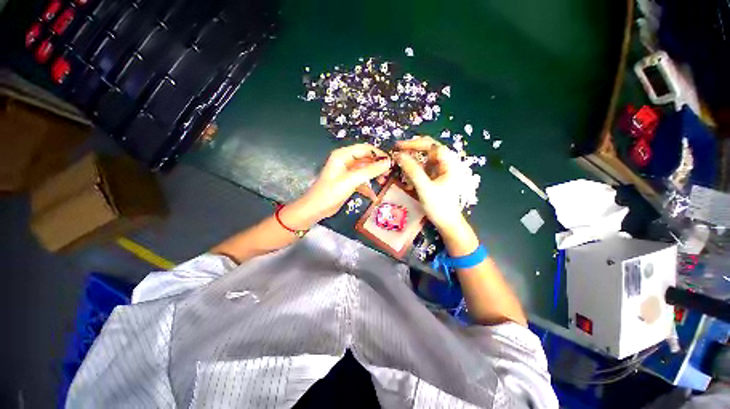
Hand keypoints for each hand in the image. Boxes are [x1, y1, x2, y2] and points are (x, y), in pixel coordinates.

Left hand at [281, 143, 391, 228]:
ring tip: (384, 182)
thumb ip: (370, 171)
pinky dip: (368, 187)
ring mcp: (347, 172)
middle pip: (366, 159)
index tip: (391, 162)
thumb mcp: (351, 180)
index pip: (365, 149)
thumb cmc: (331, 192)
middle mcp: (346, 161)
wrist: (316, 209)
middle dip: (378, 166)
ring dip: (374, 176)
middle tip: (389, 173)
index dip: (379, 154)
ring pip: (365, 170)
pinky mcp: (349, 182)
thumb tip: (388, 162)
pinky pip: (362, 181)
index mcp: (343, 155)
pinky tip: (374, 196)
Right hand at [394, 137, 467, 234]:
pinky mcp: (434, 178)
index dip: (415, 143)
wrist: (447, 224)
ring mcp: (439, 171)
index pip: (431, 145)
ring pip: (422, 160)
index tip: (399, 147)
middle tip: (396, 153)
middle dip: (411, 151)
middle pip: (427, 150)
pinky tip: (408, 184)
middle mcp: (445, 164)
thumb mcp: (425, 188)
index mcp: (449, 163)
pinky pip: (421, 170)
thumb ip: (412, 171)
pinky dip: (412, 174)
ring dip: (411, 165)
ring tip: (401, 172)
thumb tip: (399, 155)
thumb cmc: (440, 207)